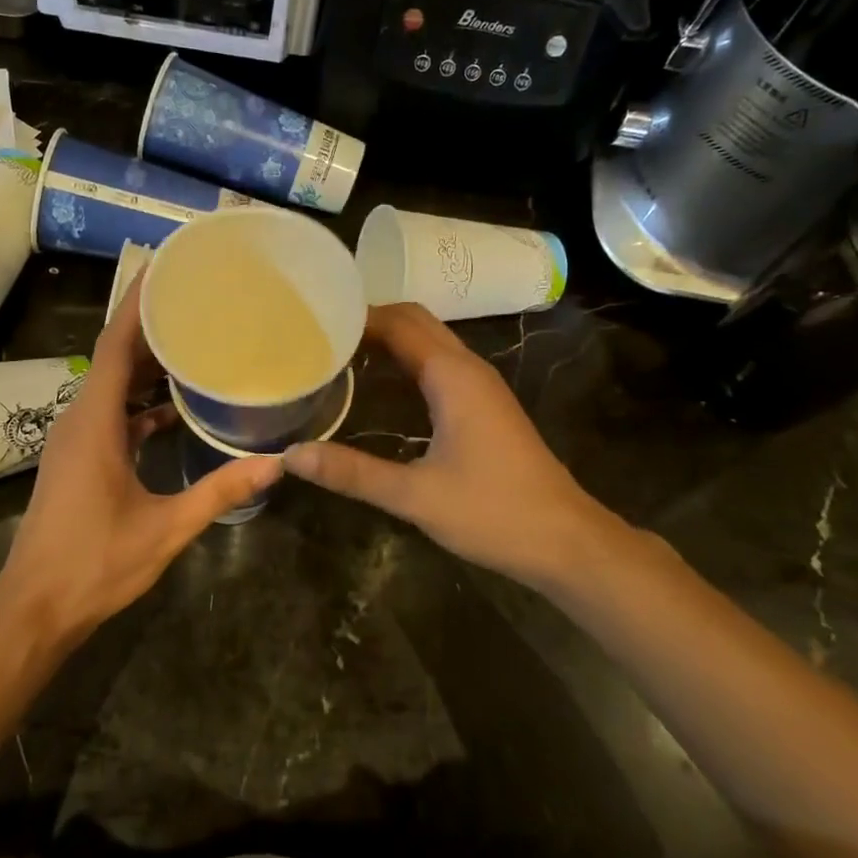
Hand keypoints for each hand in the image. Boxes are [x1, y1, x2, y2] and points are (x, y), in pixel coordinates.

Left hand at [0, 274, 280, 648]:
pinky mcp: (78, 459)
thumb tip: (275, 464)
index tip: (166, 269)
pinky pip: (110, 413)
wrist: (36, 607)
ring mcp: (75, 440)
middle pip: (113, 357)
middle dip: (150, 327)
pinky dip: (140, 403)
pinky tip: (174, 408)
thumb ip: (220, 492)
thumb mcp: (165, 528)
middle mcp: (79, 420)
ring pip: (111, 386)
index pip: (113, 346)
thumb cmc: (95, 564)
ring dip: (146, 365)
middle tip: (195, 300)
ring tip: (193, 342)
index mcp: (94, 423)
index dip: (137, 305)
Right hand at [283, 303, 636, 596]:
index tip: (312, 322)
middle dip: (369, 320)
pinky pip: (439, 364)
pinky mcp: (485, 406)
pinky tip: (379, 387)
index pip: (398, 322)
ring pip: (430, 341)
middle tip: (319, 335)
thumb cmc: (494, 513)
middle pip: (415, 321)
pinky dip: (406, 361)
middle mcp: (468, 369)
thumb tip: (291, 456)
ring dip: (388, 338)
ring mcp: (481, 386)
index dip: (356, 316)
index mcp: (452, 376)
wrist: (566, 541)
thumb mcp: (415, 496)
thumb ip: (352, 473)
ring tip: (338, 353)